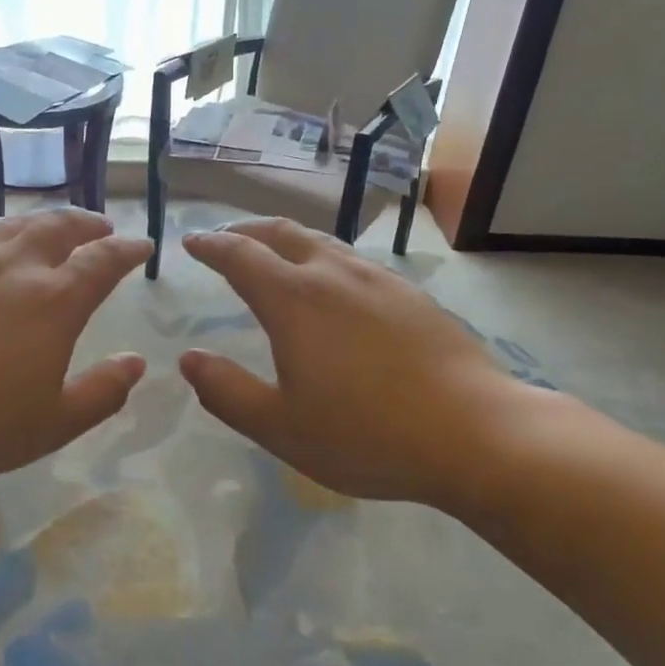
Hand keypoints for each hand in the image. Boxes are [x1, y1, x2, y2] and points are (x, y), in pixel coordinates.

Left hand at [0, 209, 150, 494]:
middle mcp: (16, 266)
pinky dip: (2, 228)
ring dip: (48, 220)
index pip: (103, 261)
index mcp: (54, 301)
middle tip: (103, 228)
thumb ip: (102, 392)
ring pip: (18, 223)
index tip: (142, 246)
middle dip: (89, 224)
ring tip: (58, 226)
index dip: (128, 250)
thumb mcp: (52, 424)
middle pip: (61, 227)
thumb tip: (136, 363)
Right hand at [179, 219, 543, 505]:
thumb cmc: (368, 435)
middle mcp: (333, 275)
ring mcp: (378, 280)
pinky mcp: (411, 294)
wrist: (475, 433)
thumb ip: (227, 392)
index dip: (211, 245)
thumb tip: (189, 359)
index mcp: (294, 301)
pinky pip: (353, 261)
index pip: (240, 255)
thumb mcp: (281, 428)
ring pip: (321, 242)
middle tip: (226, 239)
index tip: (191, 243)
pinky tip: (334, 286)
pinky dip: (324, 258)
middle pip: (281, 233)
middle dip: (246, 230)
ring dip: (287, 241)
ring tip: (275, 254)